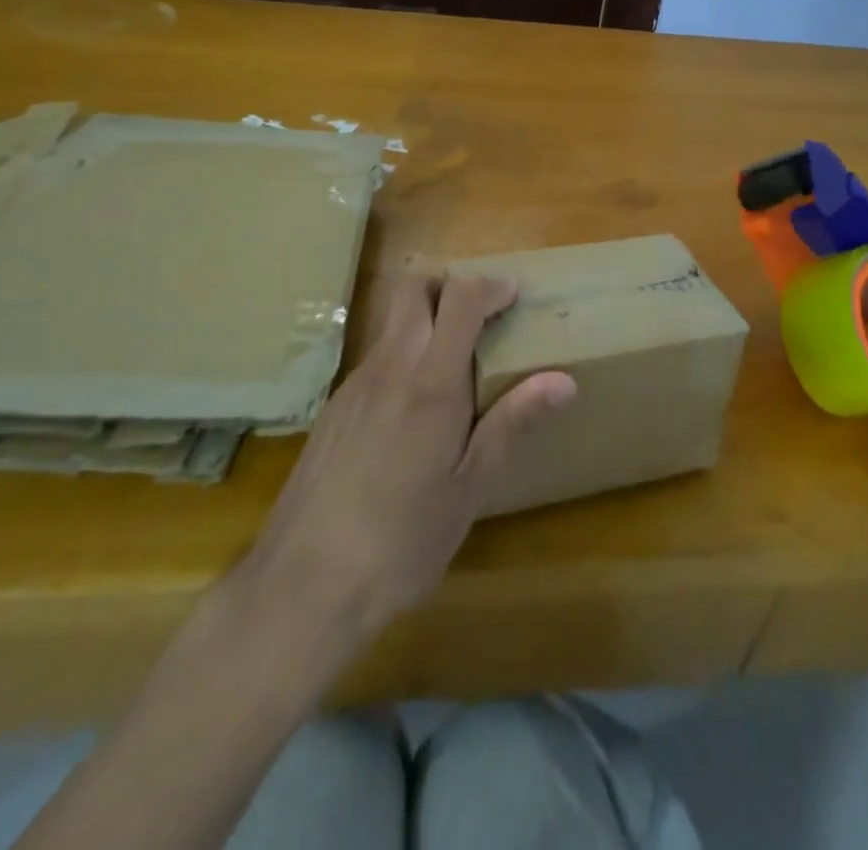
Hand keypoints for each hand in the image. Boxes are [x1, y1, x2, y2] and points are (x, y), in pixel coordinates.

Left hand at [238, 270, 576, 643]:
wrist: (303, 585)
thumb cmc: (403, 540)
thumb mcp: (470, 487)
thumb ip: (512, 422)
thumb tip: (564, 380)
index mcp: (431, 383)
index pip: (460, 299)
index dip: (490, 286)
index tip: (514, 296)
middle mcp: (390, 367)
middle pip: (414, 286)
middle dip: (450, 283)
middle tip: (482, 314)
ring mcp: (355, 384)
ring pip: (393, 320)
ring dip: (427, 317)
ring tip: (457, 362)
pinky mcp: (334, 406)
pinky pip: (377, 356)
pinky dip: (405, 353)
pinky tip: (415, 409)